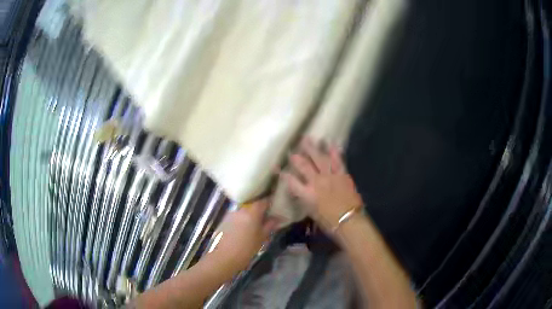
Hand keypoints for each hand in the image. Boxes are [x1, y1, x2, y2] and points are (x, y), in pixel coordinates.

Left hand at [206, 199, 278, 277]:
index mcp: (252, 212)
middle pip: (253, 204)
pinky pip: (237, 216)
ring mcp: (231, 214)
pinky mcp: (224, 220)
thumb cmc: (246, 249)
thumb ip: (270, 225)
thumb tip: (277, 218)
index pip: (264, 200)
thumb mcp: (262, 238)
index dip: (271, 202)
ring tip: (257, 224)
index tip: (276, 206)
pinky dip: (243, 219)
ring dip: (251, 215)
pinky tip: (245, 229)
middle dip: (261, 209)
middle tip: (268, 217)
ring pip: (244, 210)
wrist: (223, 258)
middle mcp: (241, 209)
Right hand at [280, 137, 363, 232]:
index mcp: (306, 193)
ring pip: (319, 159)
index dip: (283, 174)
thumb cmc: (329, 222)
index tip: (276, 168)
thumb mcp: (312, 213)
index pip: (290, 181)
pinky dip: (334, 152)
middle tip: (292, 150)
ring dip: (313, 148)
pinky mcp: (342, 174)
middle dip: (296, 157)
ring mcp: (330, 176)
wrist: (349, 221)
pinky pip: (337, 161)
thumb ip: (305, 200)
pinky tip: (331, 143)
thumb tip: (302, 192)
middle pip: (304, 166)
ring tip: (307, 138)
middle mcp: (316, 181)